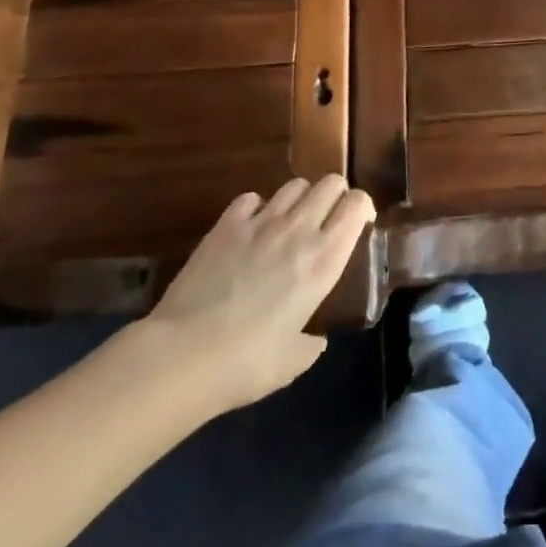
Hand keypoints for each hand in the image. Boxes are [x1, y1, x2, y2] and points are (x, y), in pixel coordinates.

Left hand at [126, 176, 375, 416]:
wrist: (182, 355)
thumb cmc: (245, 364)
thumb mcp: (292, 362)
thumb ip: (311, 343)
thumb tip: (316, 338)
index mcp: (324, 259)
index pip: (358, 204)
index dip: (362, 208)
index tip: (359, 225)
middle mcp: (299, 229)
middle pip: (331, 182)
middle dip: (335, 196)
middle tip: (327, 221)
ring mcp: (261, 221)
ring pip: (295, 184)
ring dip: (300, 199)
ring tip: (290, 223)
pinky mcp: (227, 224)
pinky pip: (252, 198)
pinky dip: (257, 208)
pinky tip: (251, 228)